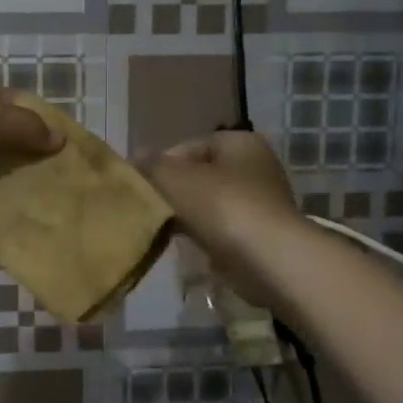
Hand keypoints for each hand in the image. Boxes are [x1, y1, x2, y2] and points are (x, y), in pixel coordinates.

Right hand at [144, 131, 301, 305]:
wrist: (267, 259)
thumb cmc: (222, 207)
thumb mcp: (175, 179)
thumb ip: (152, 165)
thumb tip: (136, 156)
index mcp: (240, 142)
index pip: (188, 147)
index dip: (160, 165)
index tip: (142, 187)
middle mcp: (255, 166)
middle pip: (199, 176)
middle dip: (173, 192)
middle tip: (149, 210)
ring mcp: (259, 203)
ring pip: (208, 204)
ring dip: (186, 216)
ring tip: (163, 230)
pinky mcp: (258, 235)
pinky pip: (220, 229)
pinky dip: (203, 235)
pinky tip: (186, 246)